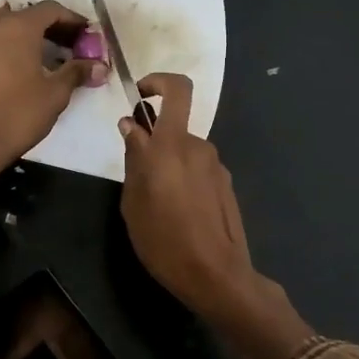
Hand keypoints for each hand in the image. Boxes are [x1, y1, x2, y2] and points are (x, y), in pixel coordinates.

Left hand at [0, 1, 105, 209]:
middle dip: (49, 27)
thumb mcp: (55, 93)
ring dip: (22, 36)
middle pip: (25, 15)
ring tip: (39, 56)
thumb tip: (100, 67)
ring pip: (1, 28)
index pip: (50, 9)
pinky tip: (10, 70)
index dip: (71, 19)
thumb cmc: (19, 113)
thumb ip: (77, 72)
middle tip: (68, 46)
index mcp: (19, 27)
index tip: (85, 34)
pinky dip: (1, 50)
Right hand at [117, 73, 259, 318]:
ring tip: (157, 205)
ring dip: (169, 166)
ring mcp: (216, 166)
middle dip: (153, 143)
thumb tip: (132, 127)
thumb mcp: (133, 202)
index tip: (140, 97)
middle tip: (138, 177)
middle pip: (174, 129)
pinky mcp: (226, 185)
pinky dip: (184, 180)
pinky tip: (178, 215)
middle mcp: (198, 147)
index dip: (159, 82)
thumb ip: (134, 159)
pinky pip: (198, 170)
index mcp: (172, 146)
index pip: (178, 90)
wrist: (217, 276)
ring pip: (184, 152)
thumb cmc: (165, 241)